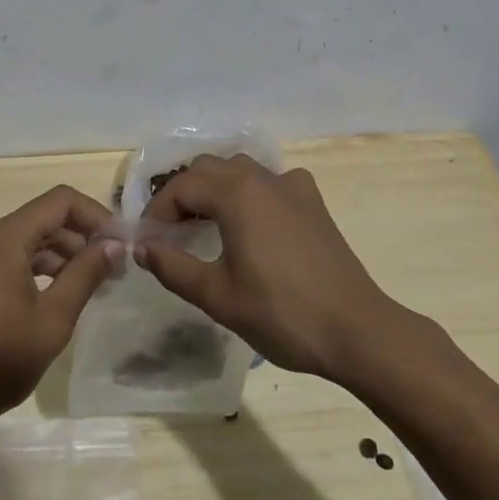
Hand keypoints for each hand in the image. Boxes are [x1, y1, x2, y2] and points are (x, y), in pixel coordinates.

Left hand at [0, 186, 122, 441]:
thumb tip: (114, 244)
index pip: (60, 201)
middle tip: (113, 270)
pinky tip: (57, 293)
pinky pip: (9, 255)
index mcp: (3, 237)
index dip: (95, 215)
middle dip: (81, 237)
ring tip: (90, 285)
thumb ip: (85, 275)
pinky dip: (37, 266)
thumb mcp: (52, 320)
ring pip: (27, 237)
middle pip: (43, 218)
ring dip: (61, 254)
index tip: (121, 243)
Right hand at [139, 154, 420, 382]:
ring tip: (204, 223)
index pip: (181, 187)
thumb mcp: (217, 296)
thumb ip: (173, 267)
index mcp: (236, 193)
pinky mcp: (313, 202)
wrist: (357, 330)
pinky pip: (271, 181)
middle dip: (183, 194)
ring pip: (240, 169)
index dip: (157, 211)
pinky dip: (250, 192)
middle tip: (171, 231)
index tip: (148, 241)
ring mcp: (292, 186)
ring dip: (215, 188)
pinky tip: (254, 220)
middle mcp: (262, 177)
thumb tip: (141, 248)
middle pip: (208, 168)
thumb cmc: (281, 313)